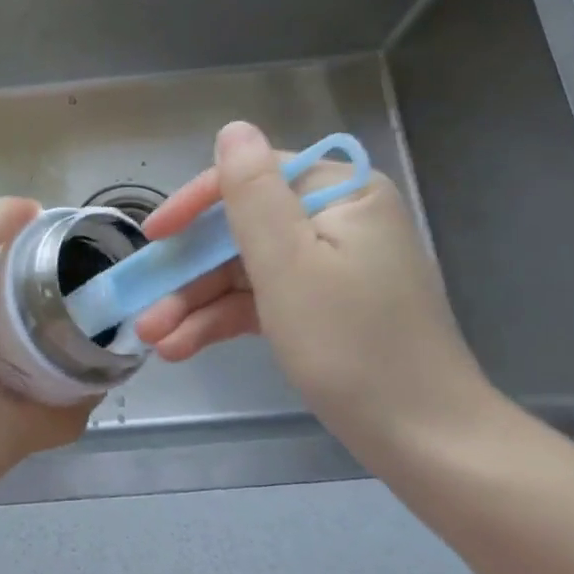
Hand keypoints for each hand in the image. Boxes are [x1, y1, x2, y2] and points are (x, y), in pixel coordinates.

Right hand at [134, 121, 485, 432]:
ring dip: (198, 302)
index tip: (153, 237)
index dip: (195, 204)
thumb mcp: (288, 264)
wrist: (429, 444)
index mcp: (340, 195)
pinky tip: (181, 347)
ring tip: (154, 339)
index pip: (252, 178)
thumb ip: (252, 193)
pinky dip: (224, 320)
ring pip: (246, 270)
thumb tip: (233, 129)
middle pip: (243, 229)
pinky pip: (264, 300)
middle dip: (190, 271)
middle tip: (145, 307)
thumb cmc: (352, 345)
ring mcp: (332, 267)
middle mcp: (338, 220)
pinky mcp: (325, 307)